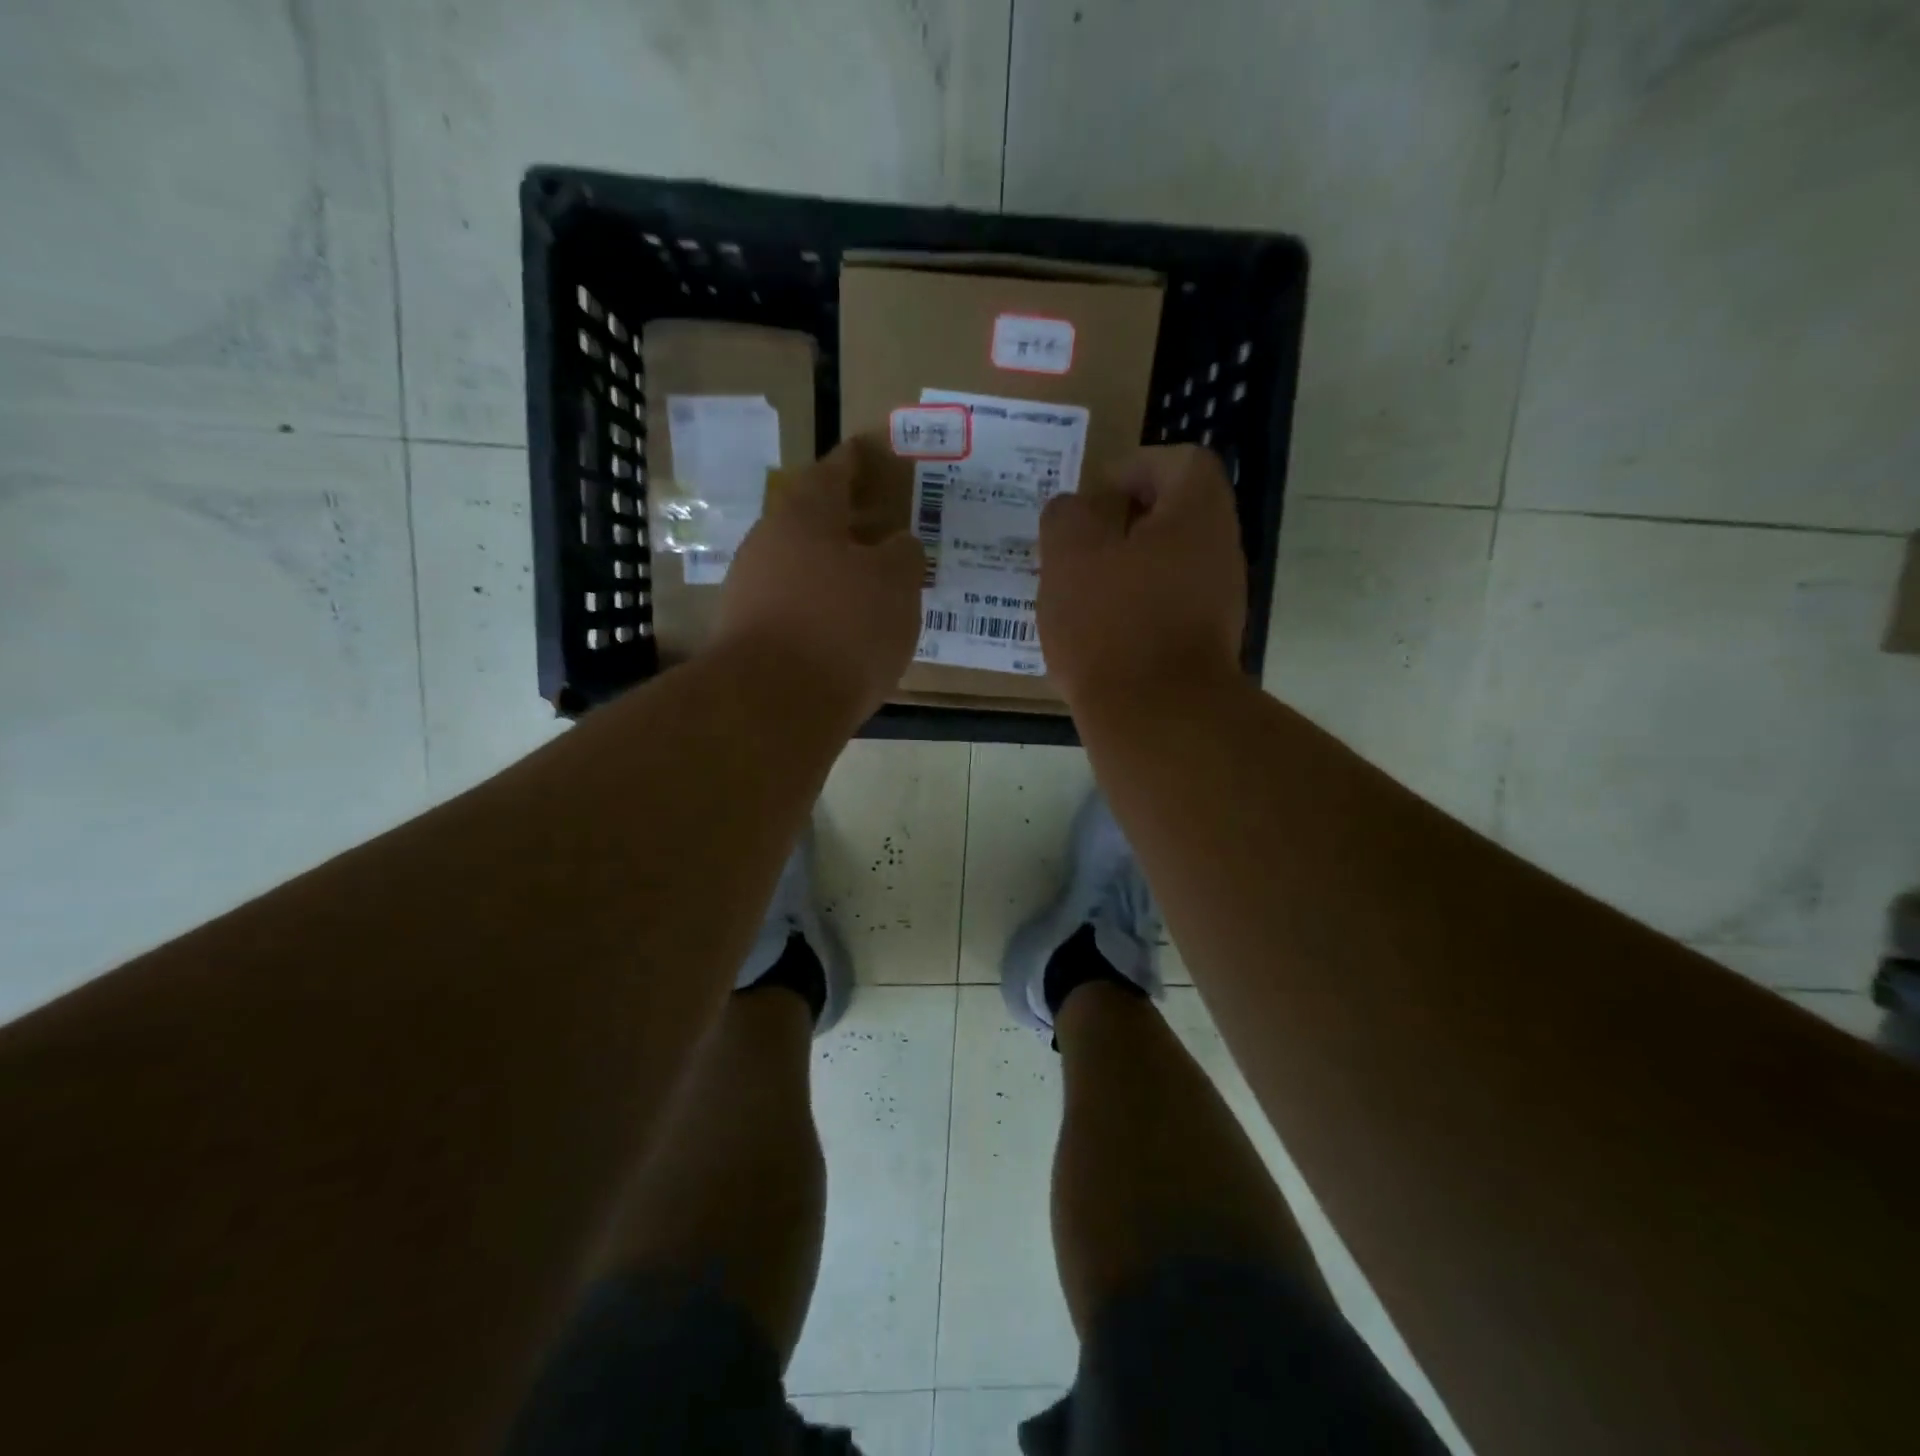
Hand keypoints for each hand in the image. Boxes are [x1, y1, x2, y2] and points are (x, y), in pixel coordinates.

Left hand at [715, 441, 925, 717]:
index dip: (857, 462)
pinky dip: (821, 608)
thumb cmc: (843, 627)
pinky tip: (844, 628)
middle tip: (883, 528)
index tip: (870, 451)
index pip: (835, 472)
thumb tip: (896, 545)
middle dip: (847, 522)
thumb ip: (902, 555)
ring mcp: (751, 590)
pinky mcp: (748, 634)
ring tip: (872, 585)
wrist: (773, 704)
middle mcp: (769, 542)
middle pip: (812, 520)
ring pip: (801, 566)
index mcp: (805, 515)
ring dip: (834, 569)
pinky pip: (794, 606)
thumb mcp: (896, 585)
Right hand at [1038, 445, 1246, 705]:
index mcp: (1197, 515)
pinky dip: (1134, 608)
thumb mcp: (1070, 554)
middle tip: (1078, 545)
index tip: (1094, 498)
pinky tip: (1098, 632)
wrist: (1157, 716)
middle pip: (1175, 516)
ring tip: (1079, 591)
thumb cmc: (1111, 623)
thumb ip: (1067, 515)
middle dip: (1122, 524)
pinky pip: (1166, 608)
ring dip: (1125, 569)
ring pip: (1167, 565)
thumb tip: (1076, 510)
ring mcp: (1218, 602)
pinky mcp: (1204, 645)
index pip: (1181, 463)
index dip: (1135, 467)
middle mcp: (1220, 551)